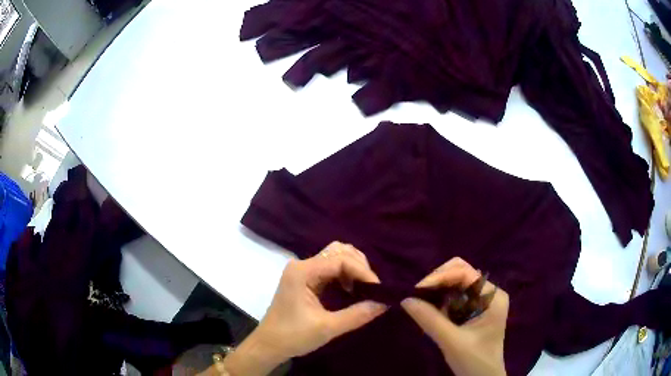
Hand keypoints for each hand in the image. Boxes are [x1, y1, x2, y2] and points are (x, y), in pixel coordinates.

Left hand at [222, 242, 387, 374]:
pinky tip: (352, 290)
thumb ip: (358, 314)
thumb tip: (385, 303)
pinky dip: (345, 275)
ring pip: (335, 257)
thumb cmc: (293, 336)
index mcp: (303, 272)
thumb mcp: (328, 328)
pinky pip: (330, 269)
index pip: (340, 259)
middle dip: (359, 266)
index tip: (379, 289)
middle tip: (372, 287)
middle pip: (338, 251)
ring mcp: (302, 271)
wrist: (268, 345)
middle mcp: (302, 265)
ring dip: (353, 269)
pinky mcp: (305, 279)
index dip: (363, 271)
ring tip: (364, 288)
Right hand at [401, 258, 508, 375]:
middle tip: (417, 296)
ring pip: (455, 284)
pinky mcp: (473, 310)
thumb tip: (405, 300)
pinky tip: (429, 311)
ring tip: (420, 304)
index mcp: (493, 295)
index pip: (464, 273)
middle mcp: (489, 292)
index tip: (416, 290)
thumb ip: (430, 320)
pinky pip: (453, 297)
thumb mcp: (452, 341)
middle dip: (437, 282)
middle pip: (460, 273)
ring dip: (437, 292)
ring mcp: (481, 301)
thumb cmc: (474, 361)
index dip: (439, 277)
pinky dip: (439, 301)